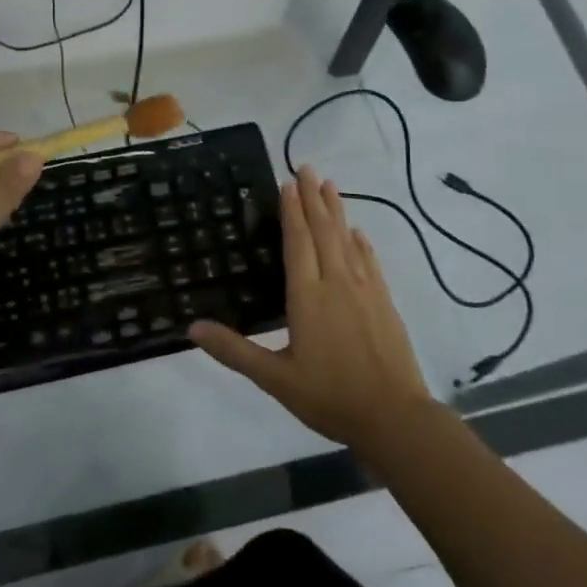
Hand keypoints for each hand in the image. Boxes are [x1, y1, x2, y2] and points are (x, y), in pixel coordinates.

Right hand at [191, 165, 433, 452]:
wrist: (394, 418)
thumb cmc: (330, 397)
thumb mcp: (275, 379)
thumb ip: (234, 352)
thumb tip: (192, 328)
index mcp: (307, 297)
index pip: (298, 243)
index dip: (292, 211)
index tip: (288, 182)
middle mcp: (337, 283)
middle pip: (324, 231)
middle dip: (314, 198)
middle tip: (307, 167)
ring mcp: (365, 291)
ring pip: (347, 240)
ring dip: (337, 210)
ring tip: (329, 185)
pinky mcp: (384, 303)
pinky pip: (369, 261)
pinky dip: (361, 242)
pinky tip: (358, 232)